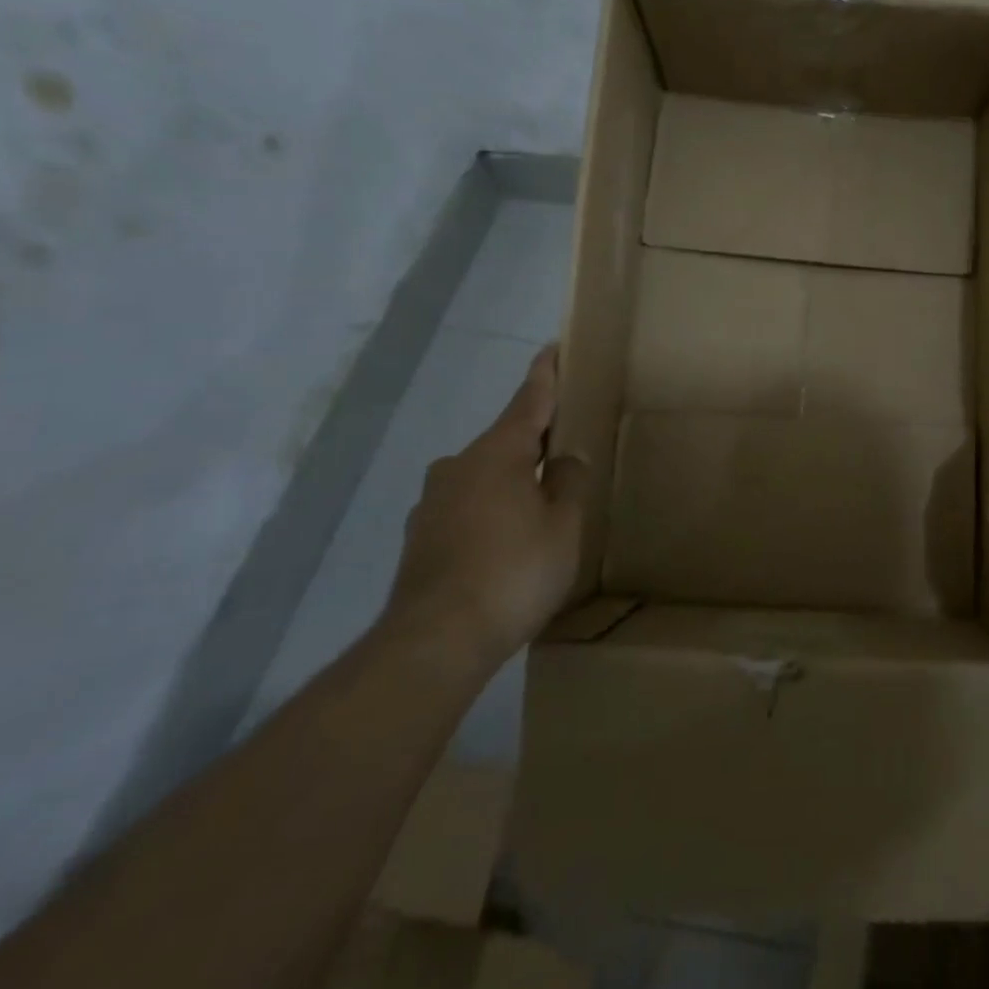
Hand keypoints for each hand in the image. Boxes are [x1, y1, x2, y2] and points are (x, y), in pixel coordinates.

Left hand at [381, 344, 586, 672]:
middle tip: (565, 449)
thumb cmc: (513, 572)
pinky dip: (489, 511)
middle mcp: (458, 466)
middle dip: (534, 441)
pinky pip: (466, 507)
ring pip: (483, 476)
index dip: (545, 375)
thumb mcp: (564, 525)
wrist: (435, 641)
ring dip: (511, 480)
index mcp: (498, 453)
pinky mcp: (419, 537)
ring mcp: (432, 502)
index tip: (552, 347)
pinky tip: (504, 542)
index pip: (529, 401)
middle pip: (506, 440)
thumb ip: (570, 482)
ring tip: (538, 507)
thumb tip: (565, 458)